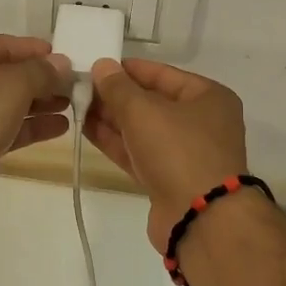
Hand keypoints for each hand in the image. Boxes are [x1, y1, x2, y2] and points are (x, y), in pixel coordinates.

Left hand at [0, 34, 71, 157]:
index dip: (30, 49)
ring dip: (36, 104)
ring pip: (1, 103)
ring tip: (69, 105)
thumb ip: (42, 71)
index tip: (59, 54)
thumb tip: (63, 64)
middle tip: (68, 83)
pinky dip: (26, 126)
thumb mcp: (14, 82)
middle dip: (37, 80)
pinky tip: (59, 127)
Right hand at [83, 57, 248, 249]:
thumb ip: (118, 87)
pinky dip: (116, 142)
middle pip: (152, 101)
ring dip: (111, 119)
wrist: (200, 219)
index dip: (128, 69)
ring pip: (143, 129)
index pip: (162, 73)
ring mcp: (185, 153)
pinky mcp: (169, 180)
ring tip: (77, 105)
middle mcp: (201, 122)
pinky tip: (87, 130)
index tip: (97, 65)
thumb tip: (102, 66)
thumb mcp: (143, 111)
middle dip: (116, 95)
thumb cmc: (178, 151)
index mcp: (208, 97)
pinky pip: (139, 152)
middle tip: (80, 86)